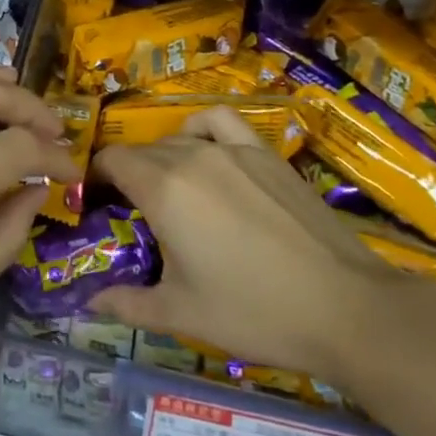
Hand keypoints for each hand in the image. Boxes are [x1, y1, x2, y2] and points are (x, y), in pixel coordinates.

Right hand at [88, 107, 396, 380]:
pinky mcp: (266, 153)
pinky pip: (220, 122)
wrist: (345, 308)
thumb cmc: (254, 312)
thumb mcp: (181, 313)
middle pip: (142, 151)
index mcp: (162, 190)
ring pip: (177, 139)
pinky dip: (201, 128)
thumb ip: (127, 304)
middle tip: (133, 215)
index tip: (98, 205)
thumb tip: (89, 303)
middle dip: (127, 176)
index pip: (112, 161)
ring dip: (161, 157)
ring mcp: (232, 150)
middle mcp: (191, 157)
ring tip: (169, 188)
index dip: (97, 179)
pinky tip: (205, 151)